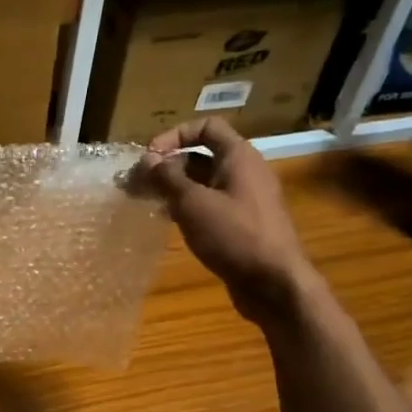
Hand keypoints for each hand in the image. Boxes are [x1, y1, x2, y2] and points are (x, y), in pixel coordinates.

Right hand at [141, 118, 310, 321]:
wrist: (274, 283)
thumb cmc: (234, 235)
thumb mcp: (193, 203)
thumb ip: (167, 178)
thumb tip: (148, 159)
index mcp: (239, 157)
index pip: (206, 127)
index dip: (175, 134)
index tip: (150, 156)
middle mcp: (245, 172)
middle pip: (202, 155)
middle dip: (168, 165)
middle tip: (137, 182)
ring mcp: (246, 199)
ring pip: (204, 183)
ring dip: (174, 187)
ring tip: (146, 200)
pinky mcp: (243, 224)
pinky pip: (211, 204)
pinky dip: (188, 206)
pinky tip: (167, 220)